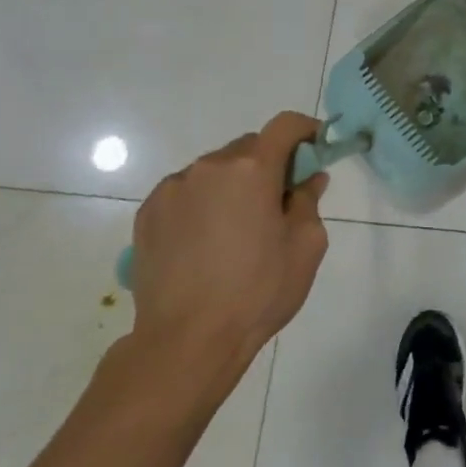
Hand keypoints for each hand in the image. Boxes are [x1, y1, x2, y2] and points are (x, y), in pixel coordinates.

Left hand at [127, 112, 329, 397]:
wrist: (187, 341)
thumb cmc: (258, 291)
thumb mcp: (306, 246)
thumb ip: (309, 201)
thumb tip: (308, 178)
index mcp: (251, 169)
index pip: (284, 126)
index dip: (306, 130)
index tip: (317, 147)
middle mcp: (208, 167)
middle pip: (248, 148)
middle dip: (269, 164)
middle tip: (280, 201)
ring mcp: (172, 189)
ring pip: (214, 171)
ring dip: (233, 185)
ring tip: (238, 229)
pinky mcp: (148, 214)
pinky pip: (186, 193)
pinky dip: (203, 203)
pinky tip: (207, 242)